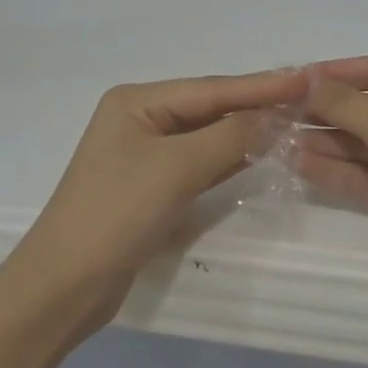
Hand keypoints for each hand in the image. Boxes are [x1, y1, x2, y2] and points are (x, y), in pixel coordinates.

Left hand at [13, 69, 308, 326]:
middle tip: (305, 97)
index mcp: (136, 101)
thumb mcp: (176, 169)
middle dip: (254, 104)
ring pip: (206, 135)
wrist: (62, 288)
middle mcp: (140, 119)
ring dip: (245, 131)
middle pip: (209, 107)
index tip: (305, 79)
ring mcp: (144, 154)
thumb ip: (229, 137)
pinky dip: (228, 158)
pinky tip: (259, 153)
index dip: (260, 86)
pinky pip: (199, 162)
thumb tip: (274, 117)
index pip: (210, 88)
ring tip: (292, 120)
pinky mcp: (151, 186)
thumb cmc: (116, 214)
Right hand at [297, 56, 367, 323]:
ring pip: (357, 142)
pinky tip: (296, 163)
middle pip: (362, 106)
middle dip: (322, 109)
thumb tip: (308, 78)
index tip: (289, 78)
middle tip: (275, 111)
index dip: (332, 73)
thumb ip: (346, 102)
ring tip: (277, 138)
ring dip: (321, 140)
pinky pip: (359, 174)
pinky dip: (331, 169)